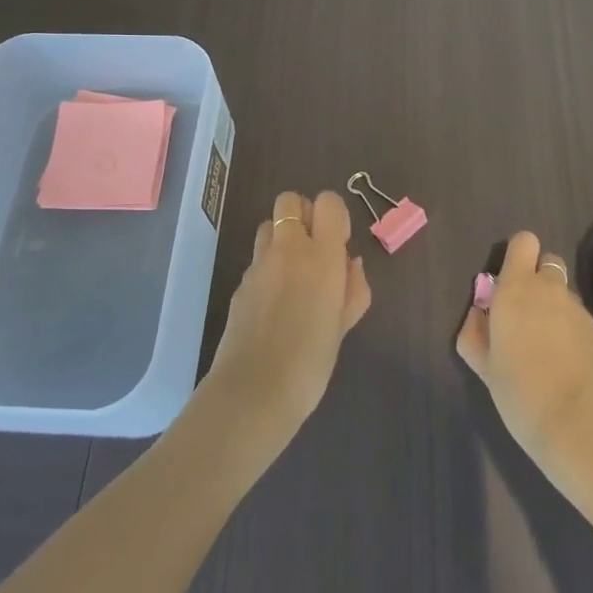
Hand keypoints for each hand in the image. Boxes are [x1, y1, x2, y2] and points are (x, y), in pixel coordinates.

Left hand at [204, 190, 371, 453]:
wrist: (254, 392)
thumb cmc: (311, 362)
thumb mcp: (344, 326)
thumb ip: (353, 289)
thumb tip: (350, 264)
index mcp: (322, 256)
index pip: (328, 202)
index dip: (335, 215)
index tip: (339, 243)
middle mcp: (289, 249)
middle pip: (290, 200)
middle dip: (303, 214)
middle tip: (314, 249)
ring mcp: (259, 264)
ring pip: (268, 225)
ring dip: (282, 237)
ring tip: (292, 273)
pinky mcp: (239, 282)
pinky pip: (256, 259)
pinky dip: (268, 267)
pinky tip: (274, 302)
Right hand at [457, 231, 592, 474]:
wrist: (580, 424)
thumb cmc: (520, 392)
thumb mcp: (484, 365)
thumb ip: (475, 332)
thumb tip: (480, 313)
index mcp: (516, 289)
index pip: (524, 242)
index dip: (518, 256)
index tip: (509, 283)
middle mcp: (550, 289)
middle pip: (548, 262)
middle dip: (538, 280)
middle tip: (527, 316)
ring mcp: (579, 310)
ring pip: (565, 294)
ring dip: (555, 309)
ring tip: (549, 350)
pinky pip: (581, 322)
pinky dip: (573, 335)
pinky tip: (569, 368)